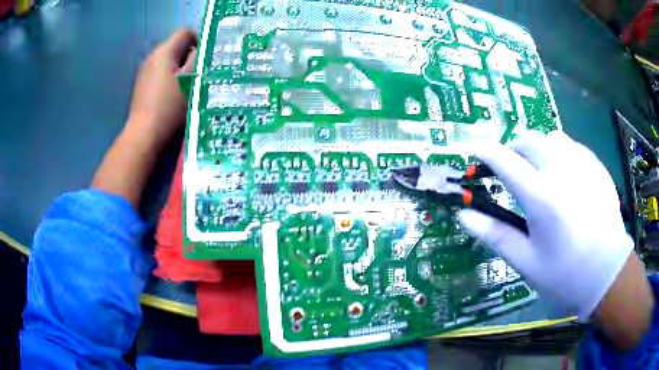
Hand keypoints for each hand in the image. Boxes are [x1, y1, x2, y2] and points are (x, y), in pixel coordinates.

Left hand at [126, 29, 196, 147]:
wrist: (144, 136)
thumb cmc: (169, 107)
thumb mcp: (189, 81)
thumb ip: (197, 59)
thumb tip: (201, 49)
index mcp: (163, 51)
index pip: (185, 32)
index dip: (198, 41)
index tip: (204, 60)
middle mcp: (152, 57)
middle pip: (176, 47)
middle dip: (189, 58)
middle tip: (198, 76)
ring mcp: (145, 73)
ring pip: (169, 62)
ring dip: (180, 71)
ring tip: (187, 89)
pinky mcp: (142, 87)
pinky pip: (160, 75)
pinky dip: (170, 81)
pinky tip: (173, 97)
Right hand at [458, 131, 652, 347]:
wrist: (606, 271)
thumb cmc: (563, 273)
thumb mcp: (526, 261)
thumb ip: (495, 234)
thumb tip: (463, 215)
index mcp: (542, 198)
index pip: (505, 161)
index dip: (485, 152)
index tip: (476, 152)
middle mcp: (562, 171)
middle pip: (528, 140)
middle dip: (513, 149)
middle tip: (512, 169)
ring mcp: (583, 165)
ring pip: (552, 137)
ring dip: (538, 148)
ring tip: (540, 170)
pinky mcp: (596, 166)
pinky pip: (572, 146)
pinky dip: (560, 153)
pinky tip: (565, 176)